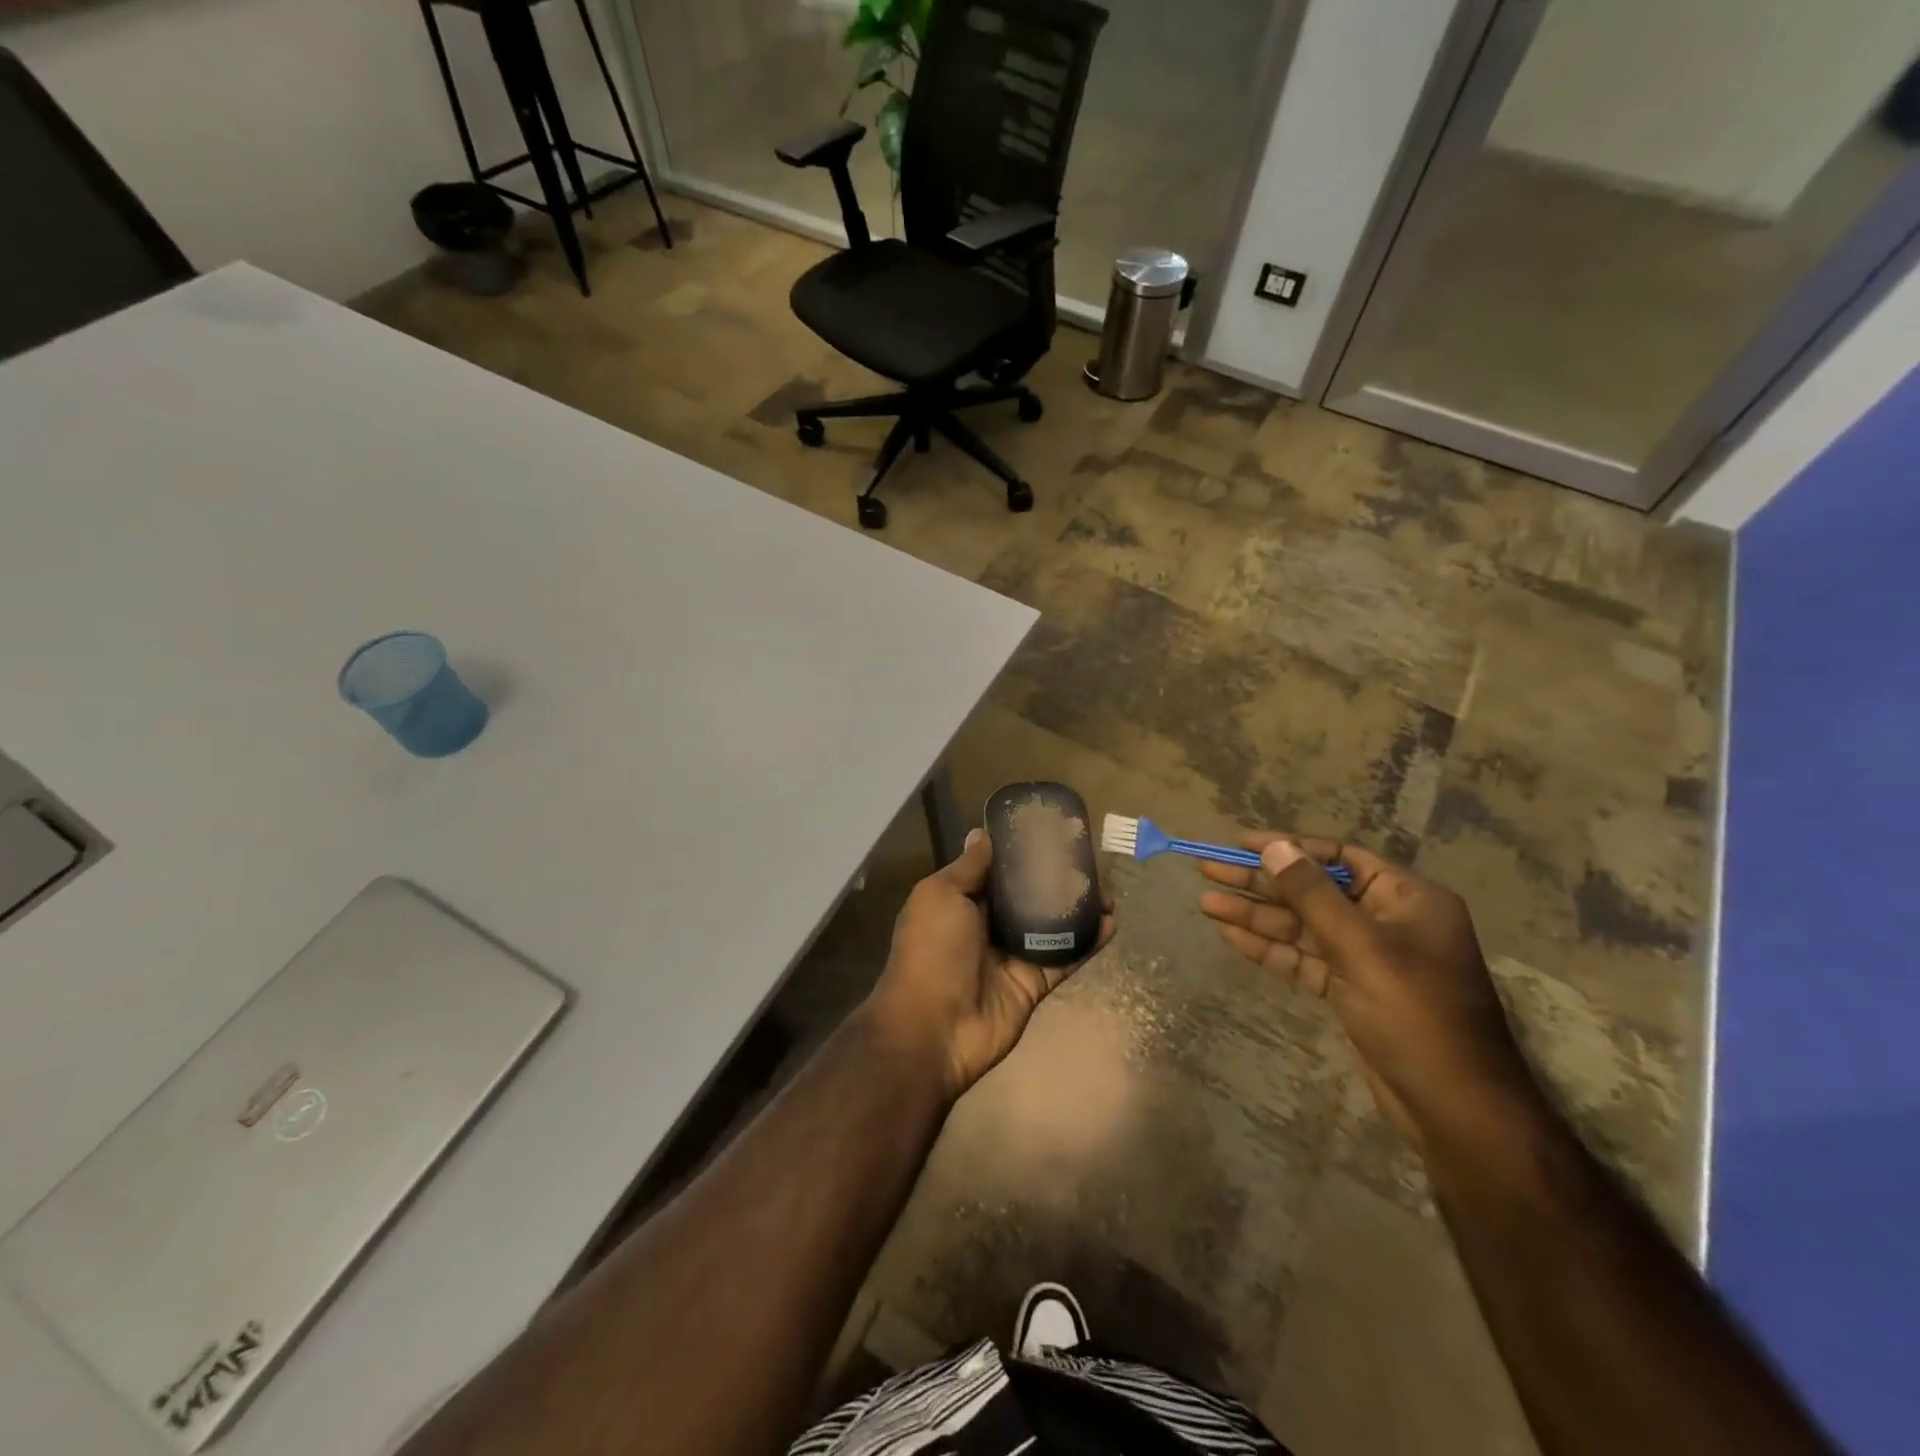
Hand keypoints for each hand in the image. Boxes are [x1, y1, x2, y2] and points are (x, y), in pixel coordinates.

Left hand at [867, 828, 1114, 1100]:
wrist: (934, 1028)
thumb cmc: (932, 950)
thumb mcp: (941, 895)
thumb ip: (969, 867)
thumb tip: (982, 833)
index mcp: (960, 901)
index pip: (995, 869)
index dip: (1019, 851)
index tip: (1049, 831)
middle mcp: (986, 925)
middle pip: (1026, 895)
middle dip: (1054, 878)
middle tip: (1087, 860)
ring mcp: (1012, 955)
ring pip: (1050, 925)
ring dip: (1077, 908)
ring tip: (1107, 890)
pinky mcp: (1034, 983)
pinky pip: (1064, 957)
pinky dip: (1087, 942)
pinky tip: (1110, 923)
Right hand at [1197, 833, 1531, 1145]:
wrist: (1455, 1110)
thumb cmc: (1416, 1016)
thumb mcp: (1362, 948)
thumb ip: (1313, 895)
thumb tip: (1274, 847)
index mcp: (1407, 899)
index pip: (1339, 856)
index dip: (1289, 848)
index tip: (1240, 844)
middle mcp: (1387, 920)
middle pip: (1314, 891)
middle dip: (1262, 883)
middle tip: (1209, 872)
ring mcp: (1367, 957)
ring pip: (1302, 926)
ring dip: (1257, 916)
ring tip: (1206, 904)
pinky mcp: (1350, 990)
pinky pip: (1304, 958)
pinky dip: (1269, 948)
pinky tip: (1231, 935)